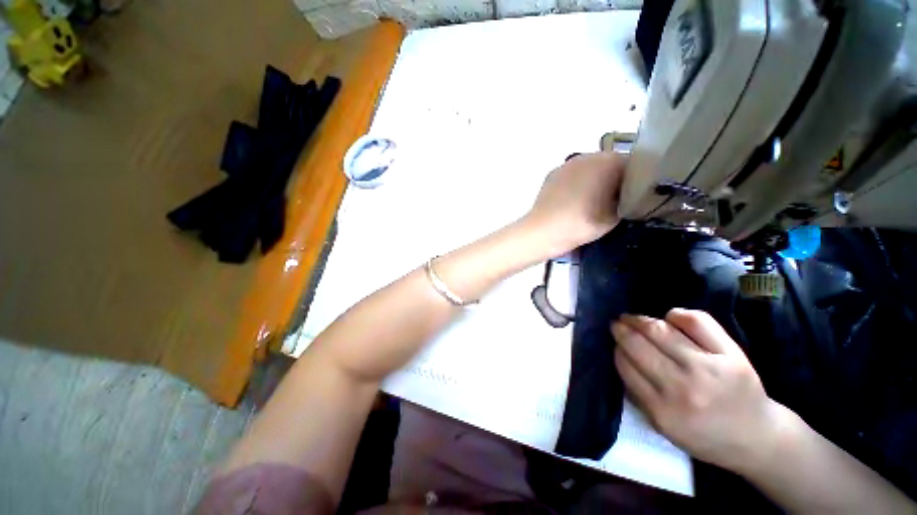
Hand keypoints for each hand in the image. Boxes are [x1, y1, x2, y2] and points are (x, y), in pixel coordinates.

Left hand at [525, 152, 625, 255]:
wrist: (543, 230)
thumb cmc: (582, 223)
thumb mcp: (616, 216)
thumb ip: (627, 200)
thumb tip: (626, 195)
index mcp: (609, 162)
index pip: (633, 165)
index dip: (636, 182)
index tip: (633, 197)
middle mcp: (588, 156)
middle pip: (609, 164)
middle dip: (613, 179)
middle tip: (613, 201)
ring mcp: (567, 164)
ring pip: (589, 169)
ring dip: (594, 180)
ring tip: (591, 202)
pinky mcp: (552, 174)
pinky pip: (572, 175)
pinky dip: (576, 184)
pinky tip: (573, 201)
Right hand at [611, 309, 787, 471]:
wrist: (757, 437)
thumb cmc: (705, 436)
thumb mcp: (664, 427)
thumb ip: (638, 394)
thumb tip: (620, 356)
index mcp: (663, 411)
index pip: (626, 366)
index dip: (616, 350)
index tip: (615, 344)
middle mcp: (684, 387)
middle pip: (639, 345)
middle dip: (621, 330)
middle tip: (616, 323)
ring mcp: (709, 367)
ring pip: (661, 331)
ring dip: (639, 320)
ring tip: (632, 318)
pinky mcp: (731, 354)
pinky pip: (696, 322)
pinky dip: (677, 315)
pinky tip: (670, 317)